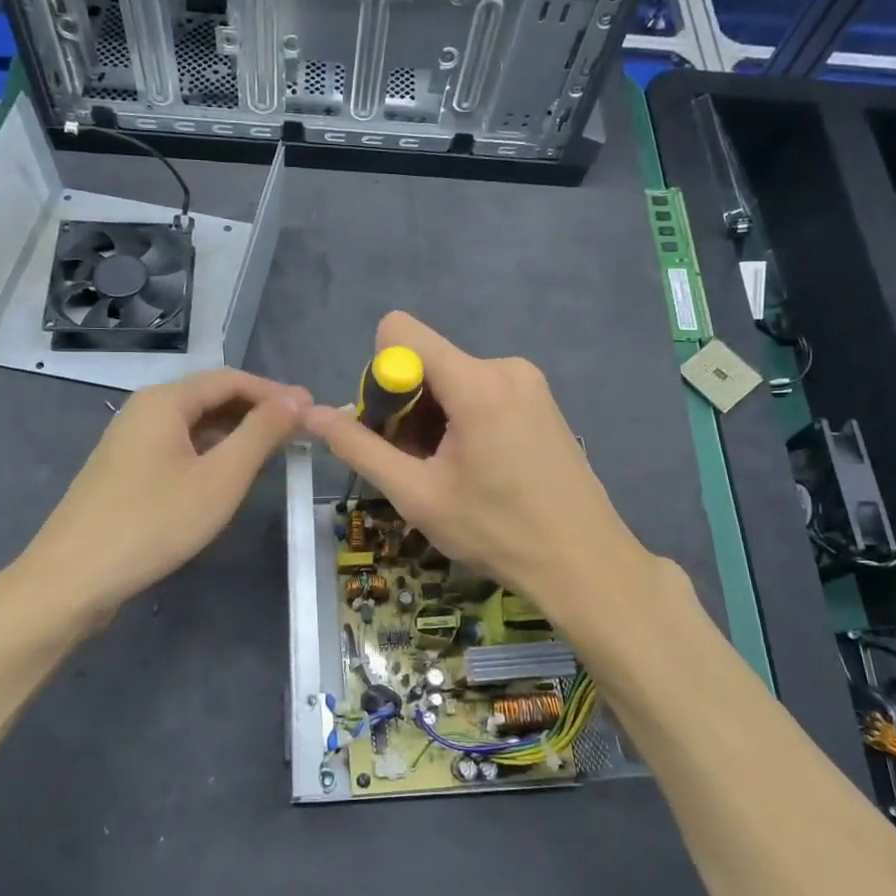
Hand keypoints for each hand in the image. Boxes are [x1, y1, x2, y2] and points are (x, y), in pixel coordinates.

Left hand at [4, 368, 310, 629]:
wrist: (73, 578)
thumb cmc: (154, 522)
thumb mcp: (220, 477)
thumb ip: (261, 433)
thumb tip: (296, 399)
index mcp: (165, 401)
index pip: (231, 379)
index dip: (274, 392)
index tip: (312, 411)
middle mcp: (144, 410)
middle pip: (210, 398)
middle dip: (257, 411)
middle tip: (299, 434)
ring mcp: (130, 442)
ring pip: (194, 426)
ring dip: (235, 434)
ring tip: (273, 454)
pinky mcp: (125, 472)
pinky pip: (178, 449)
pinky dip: (211, 454)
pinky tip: (227, 478)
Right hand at [302, 312, 650, 620]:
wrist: (584, 563)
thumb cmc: (497, 532)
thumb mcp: (417, 495)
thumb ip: (359, 448)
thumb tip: (311, 415)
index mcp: (476, 381)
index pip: (400, 331)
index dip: (381, 376)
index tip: (392, 429)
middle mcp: (504, 366)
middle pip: (426, 359)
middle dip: (406, 407)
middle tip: (418, 465)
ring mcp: (529, 382)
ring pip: (452, 379)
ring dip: (434, 419)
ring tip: (450, 474)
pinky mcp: (541, 400)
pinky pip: (482, 391)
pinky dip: (463, 420)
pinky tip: (478, 468)